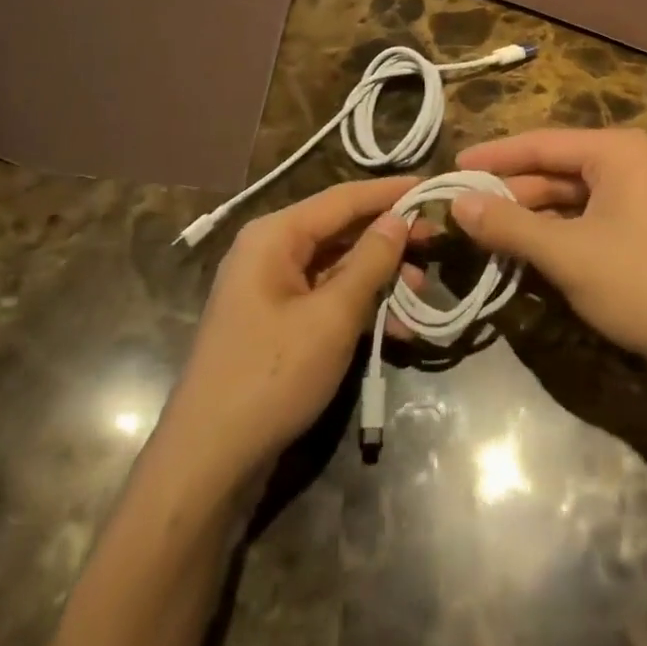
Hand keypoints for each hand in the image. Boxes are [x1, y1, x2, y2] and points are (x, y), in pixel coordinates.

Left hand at [159, 176, 420, 483]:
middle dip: (389, 238)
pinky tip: (396, 327)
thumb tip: (399, 218)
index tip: (433, 185)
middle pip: (340, 230)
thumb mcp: (332, 316)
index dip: (389, 192)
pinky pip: (325, 297)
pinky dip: (359, 306)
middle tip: (437, 241)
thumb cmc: (272, 375)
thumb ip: (370, 262)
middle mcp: (270, 250)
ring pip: (337, 266)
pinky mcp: (277, 321)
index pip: (343, 198)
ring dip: (379, 277)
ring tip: (422, 289)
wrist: (208, 460)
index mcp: (275, 235)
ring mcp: (271, 288)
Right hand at [451, 128, 646, 380]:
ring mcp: (640, 198)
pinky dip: (555, 234)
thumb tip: (456, 204)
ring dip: (529, 216)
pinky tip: (524, 251)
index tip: (454, 167)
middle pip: (554, 170)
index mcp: (617, 151)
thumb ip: (509, 225)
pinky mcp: (643, 231)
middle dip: (510, 191)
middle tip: (463, 208)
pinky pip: (587, 220)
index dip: (494, 156)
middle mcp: (630, 164)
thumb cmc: (643, 285)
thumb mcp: (567, 254)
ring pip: (569, 199)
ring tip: (484, 231)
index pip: (541, 144)